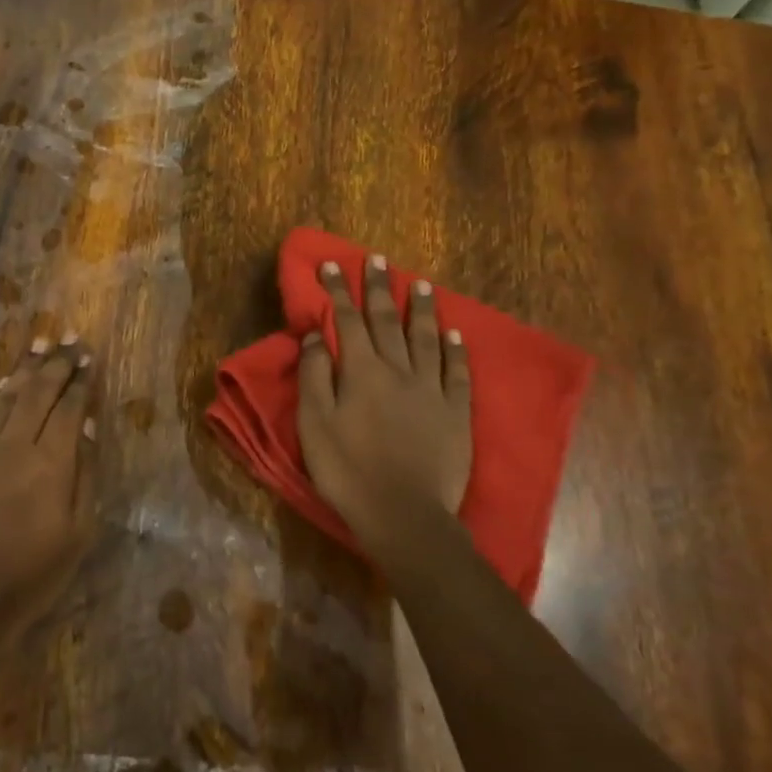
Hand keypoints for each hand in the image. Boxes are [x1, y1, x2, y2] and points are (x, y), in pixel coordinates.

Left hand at [0, 336, 98, 651]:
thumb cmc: (30, 577)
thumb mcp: (77, 534)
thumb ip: (84, 475)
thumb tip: (85, 428)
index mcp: (51, 465)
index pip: (69, 409)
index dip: (80, 382)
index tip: (89, 359)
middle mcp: (14, 447)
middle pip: (37, 393)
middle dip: (55, 364)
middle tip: (68, 340)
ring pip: (5, 397)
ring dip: (24, 368)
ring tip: (38, 343)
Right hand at [297, 255, 471, 550]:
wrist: (403, 513)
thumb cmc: (347, 471)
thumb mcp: (314, 424)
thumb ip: (314, 376)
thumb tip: (316, 335)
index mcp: (361, 372)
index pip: (347, 321)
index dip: (339, 291)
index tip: (332, 264)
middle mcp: (399, 370)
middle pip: (387, 321)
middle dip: (379, 288)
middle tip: (378, 259)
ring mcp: (432, 390)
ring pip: (426, 338)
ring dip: (421, 309)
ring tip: (421, 284)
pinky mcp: (456, 412)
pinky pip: (457, 372)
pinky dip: (455, 349)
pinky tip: (454, 333)